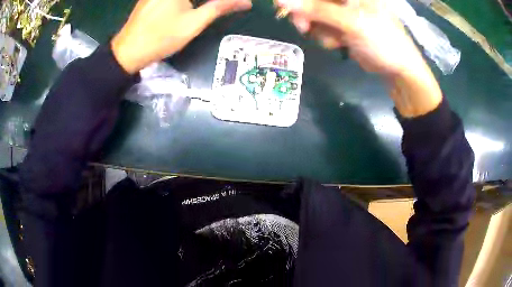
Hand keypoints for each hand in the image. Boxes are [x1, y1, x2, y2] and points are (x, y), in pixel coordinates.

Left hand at [112, 0, 251, 73]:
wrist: (127, 52)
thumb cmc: (161, 38)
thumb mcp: (194, 23)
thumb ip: (220, 7)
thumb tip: (246, 1)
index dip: (221, 0)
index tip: (233, 5)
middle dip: (210, 1)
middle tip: (222, 7)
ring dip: (200, 2)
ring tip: (211, 7)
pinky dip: (187, 2)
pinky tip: (188, 8)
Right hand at [279, 0, 425, 75]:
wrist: (399, 70)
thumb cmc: (383, 40)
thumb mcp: (351, 23)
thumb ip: (317, 9)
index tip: (280, 4)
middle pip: (314, 1)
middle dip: (307, 15)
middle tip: (303, 27)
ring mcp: (344, 13)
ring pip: (315, 15)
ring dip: (318, 29)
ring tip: (334, 40)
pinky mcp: (343, 27)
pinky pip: (323, 28)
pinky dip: (326, 37)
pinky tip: (339, 44)